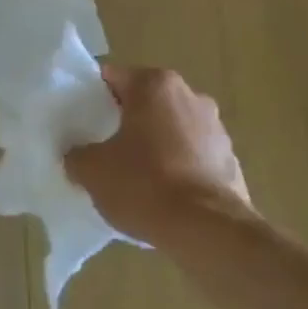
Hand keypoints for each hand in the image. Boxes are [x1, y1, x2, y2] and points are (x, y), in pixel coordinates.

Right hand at [64, 64, 251, 243]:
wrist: (207, 231)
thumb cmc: (143, 184)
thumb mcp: (90, 169)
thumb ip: (76, 153)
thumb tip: (77, 154)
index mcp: (155, 86)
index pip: (111, 78)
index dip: (89, 97)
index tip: (78, 120)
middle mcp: (191, 96)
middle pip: (144, 101)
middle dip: (123, 120)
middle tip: (100, 145)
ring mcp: (217, 129)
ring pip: (170, 128)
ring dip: (152, 143)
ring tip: (131, 173)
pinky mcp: (231, 161)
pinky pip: (191, 155)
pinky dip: (175, 166)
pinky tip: (159, 192)